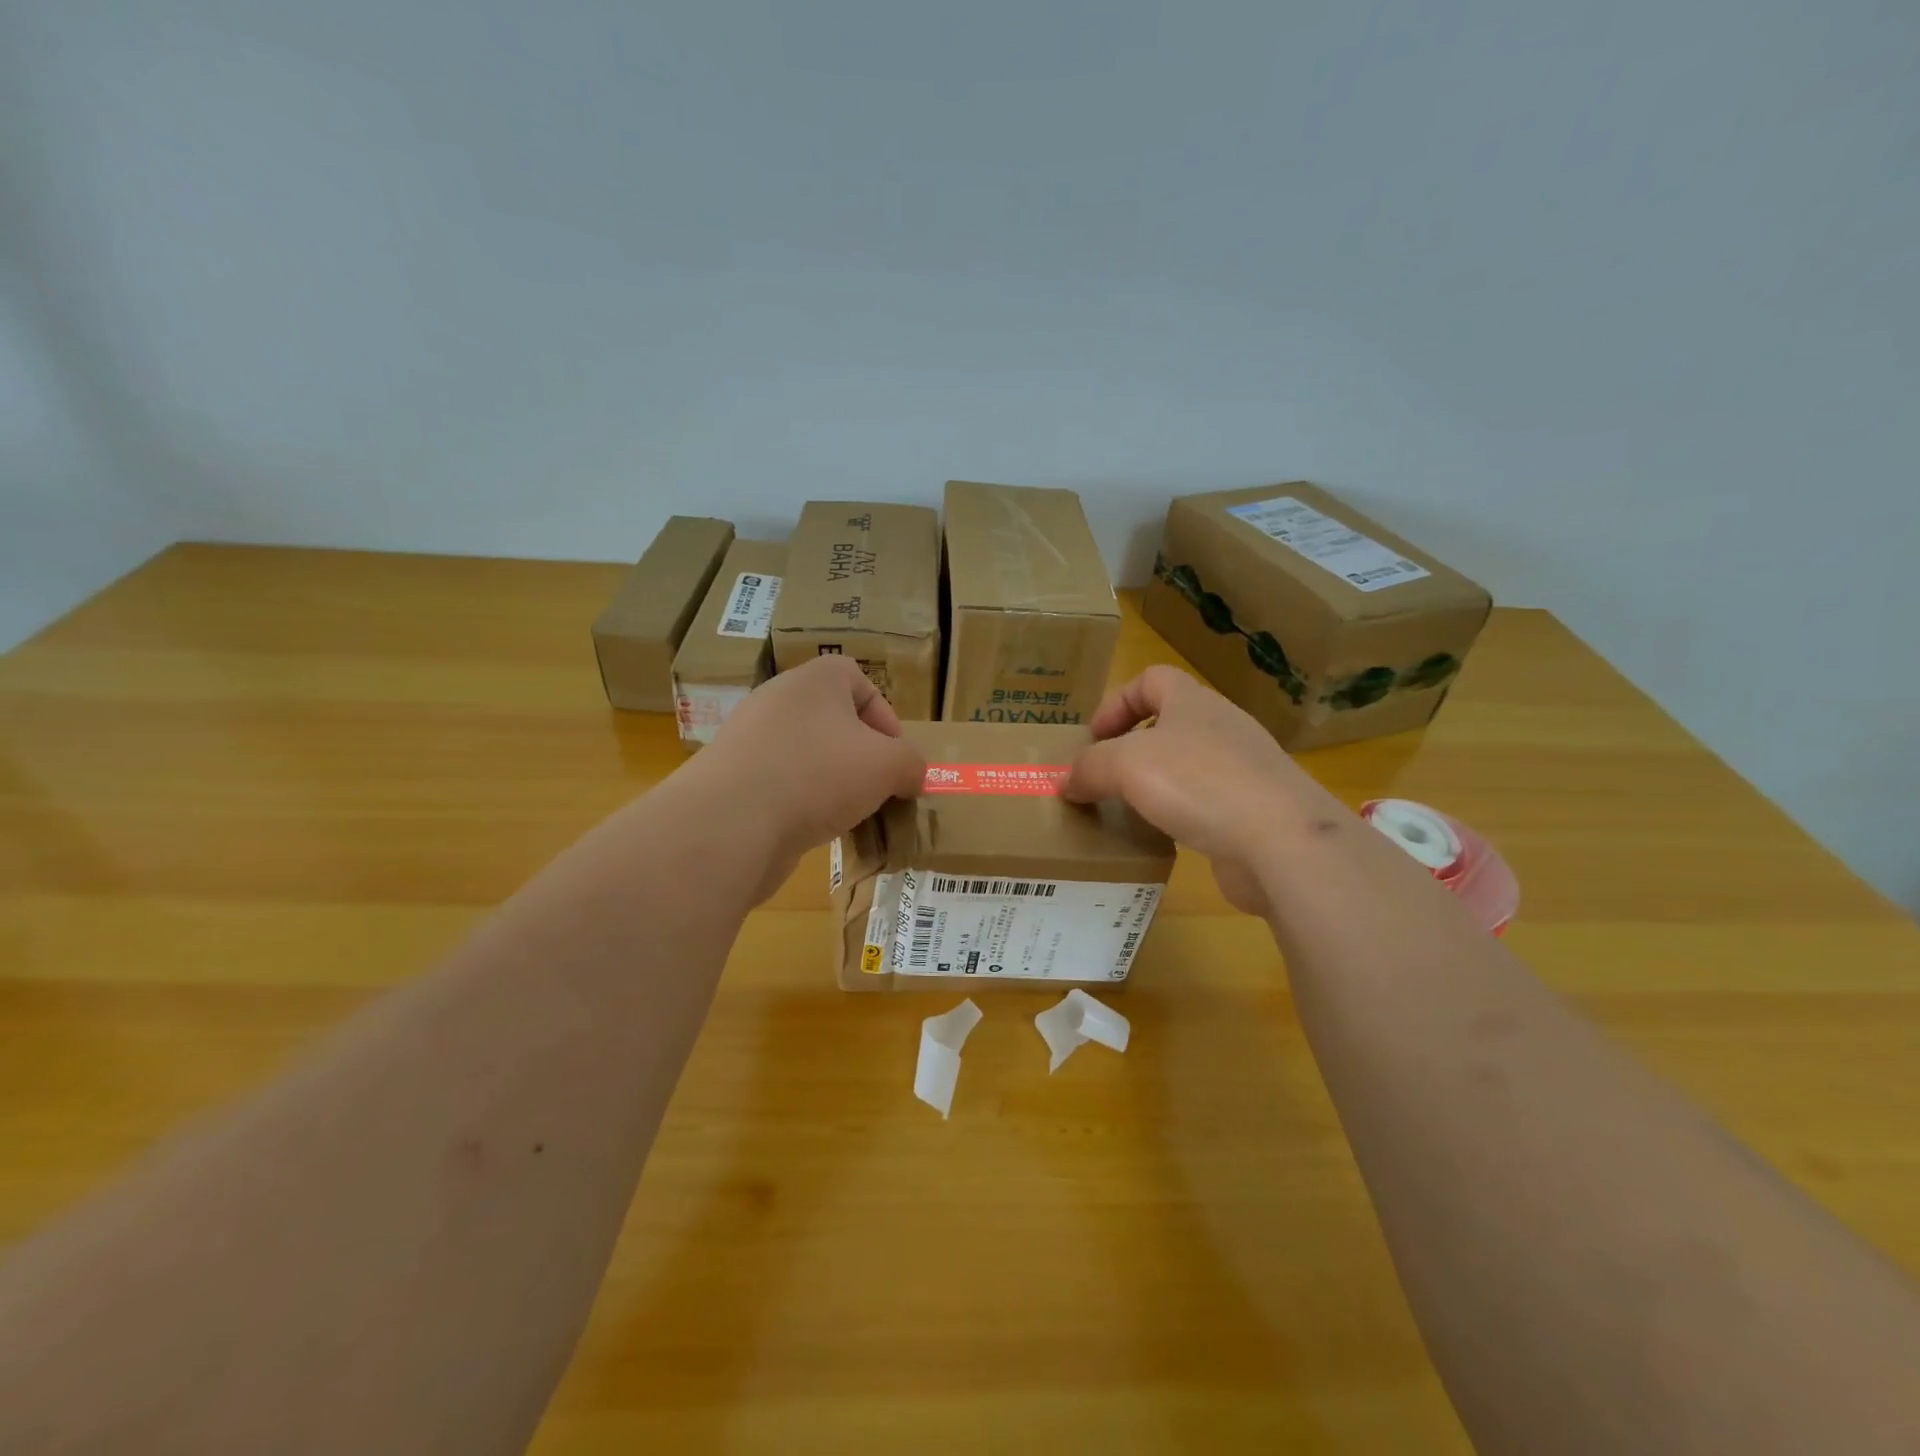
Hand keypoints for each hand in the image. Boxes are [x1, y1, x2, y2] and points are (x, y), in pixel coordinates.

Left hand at [692, 655, 924, 898]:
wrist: (730, 823)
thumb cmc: (818, 775)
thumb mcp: (889, 766)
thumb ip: (911, 764)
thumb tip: (910, 776)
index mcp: (814, 681)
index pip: (857, 679)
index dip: (884, 716)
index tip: (895, 756)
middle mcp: (778, 700)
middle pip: (832, 720)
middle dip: (860, 754)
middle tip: (876, 785)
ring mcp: (749, 739)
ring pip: (807, 754)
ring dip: (833, 781)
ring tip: (848, 813)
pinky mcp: (733, 779)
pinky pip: (781, 783)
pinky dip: (801, 802)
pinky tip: (813, 829)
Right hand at [1062, 666, 1340, 914]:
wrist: (1281, 840)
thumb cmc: (1198, 782)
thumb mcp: (1125, 765)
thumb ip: (1088, 768)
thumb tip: (1065, 782)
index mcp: (1194, 702)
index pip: (1151, 679)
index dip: (1116, 702)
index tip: (1093, 738)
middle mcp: (1222, 728)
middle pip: (1169, 723)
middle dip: (1131, 748)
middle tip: (1103, 778)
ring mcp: (1244, 770)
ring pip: (1187, 766)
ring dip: (1155, 784)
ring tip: (1127, 811)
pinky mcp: (1254, 811)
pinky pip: (1206, 804)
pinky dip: (1180, 815)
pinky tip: (1164, 837)